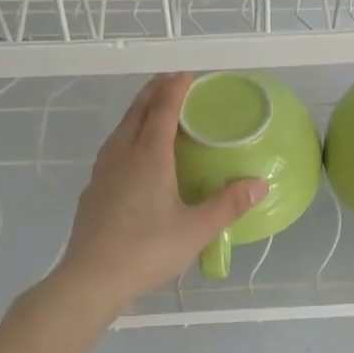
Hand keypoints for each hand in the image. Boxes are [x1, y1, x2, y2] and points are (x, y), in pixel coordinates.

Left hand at [49, 73, 266, 312]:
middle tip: (171, 81)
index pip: (163, 110)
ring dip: (138, 111)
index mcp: (149, 157)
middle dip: (154, 92)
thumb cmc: (148, 249)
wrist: (92, 278)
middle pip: (137, 112)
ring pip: (121, 128)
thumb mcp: (197, 229)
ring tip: (152, 110)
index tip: (187, 75)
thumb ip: (229, 204)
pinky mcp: (93, 189)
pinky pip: (112, 148)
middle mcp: (123, 155)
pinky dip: (127, 135)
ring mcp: (103, 171)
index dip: (176, 89)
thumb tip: (261, 184)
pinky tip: (132, 153)